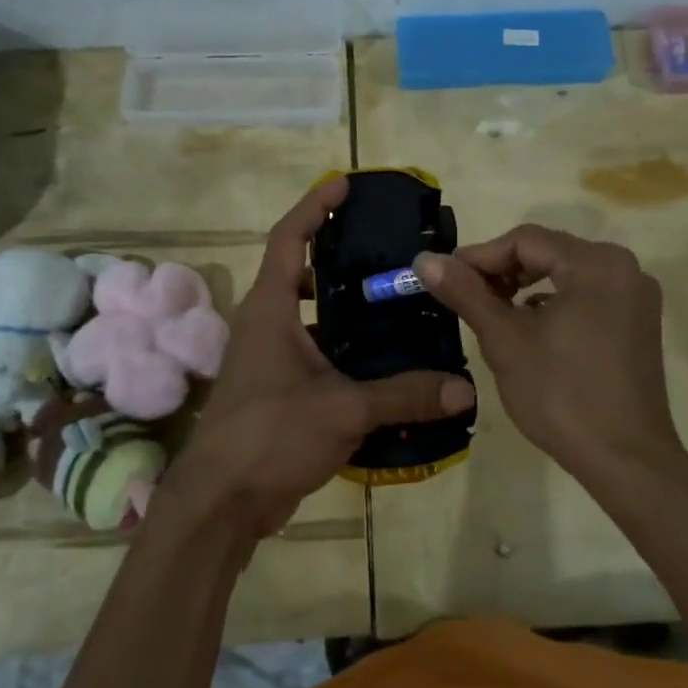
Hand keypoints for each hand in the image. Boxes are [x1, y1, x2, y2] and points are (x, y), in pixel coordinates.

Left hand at [156, 177, 476, 539]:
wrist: (221, 503)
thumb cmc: (270, 435)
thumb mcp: (343, 409)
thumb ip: (405, 395)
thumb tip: (465, 389)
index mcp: (270, 308)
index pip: (289, 238)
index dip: (314, 206)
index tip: (343, 184)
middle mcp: (266, 324)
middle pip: (301, 271)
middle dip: (338, 254)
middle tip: (387, 249)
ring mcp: (269, 358)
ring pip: (310, 315)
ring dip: (344, 305)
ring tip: (394, 301)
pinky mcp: (278, 390)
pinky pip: (316, 353)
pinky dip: (345, 347)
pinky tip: (383, 360)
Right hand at [413, 225, 685, 485]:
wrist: (626, 461)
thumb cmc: (561, 395)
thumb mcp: (504, 340)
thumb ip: (465, 293)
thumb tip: (425, 259)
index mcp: (596, 264)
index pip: (525, 240)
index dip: (480, 257)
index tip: (445, 279)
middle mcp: (624, 268)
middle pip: (548, 252)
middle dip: (502, 271)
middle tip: (466, 297)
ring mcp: (636, 296)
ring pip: (566, 274)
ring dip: (525, 287)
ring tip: (493, 314)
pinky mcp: (638, 322)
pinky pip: (587, 294)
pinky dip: (554, 303)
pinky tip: (531, 330)